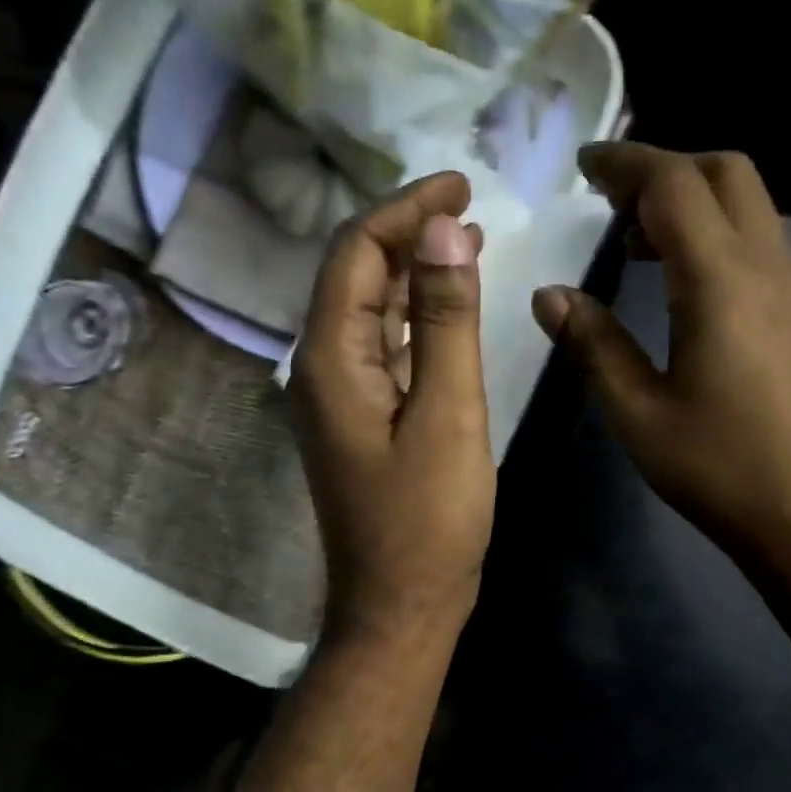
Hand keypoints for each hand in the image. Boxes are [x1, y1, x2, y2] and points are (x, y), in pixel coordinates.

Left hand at [290, 172, 495, 645]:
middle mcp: (320, 371)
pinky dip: (413, 323)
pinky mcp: (359, 425)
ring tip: (466, 246)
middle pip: (355, 277)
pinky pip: (381, 353)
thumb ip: (446, 321)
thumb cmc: (428, 521)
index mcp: (330, 360)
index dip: (405, 209)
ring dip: (413, 276)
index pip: (356, 253)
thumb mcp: (448, 414)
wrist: (400, 606)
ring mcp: (336, 401)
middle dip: (408, 234)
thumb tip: (443, 229)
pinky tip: (446, 315)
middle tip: (470, 210)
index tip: (462, 185)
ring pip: (369, 315)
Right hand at [533, 143, 790, 576]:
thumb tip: (550, 295)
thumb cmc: (722, 471)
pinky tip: (683, 287)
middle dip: (666, 168)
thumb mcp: (640, 414)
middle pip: (725, 174)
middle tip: (611, 200)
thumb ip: (594, 346)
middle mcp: (770, 267)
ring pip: (750, 207)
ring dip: (694, 203)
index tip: (584, 165)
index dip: (626, 163)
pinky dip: (717, 237)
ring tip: (636, 243)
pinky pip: (762, 246)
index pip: (675, 185)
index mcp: (721, 282)